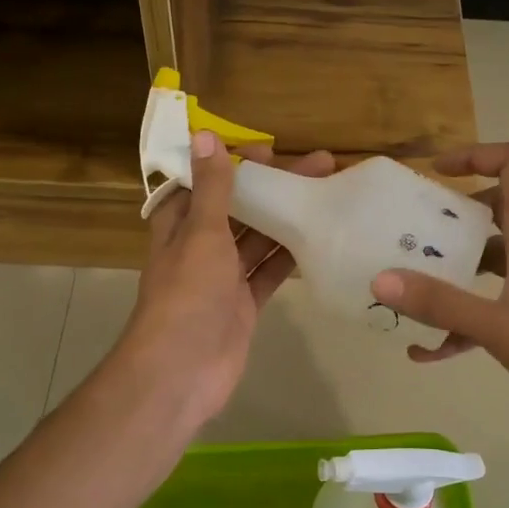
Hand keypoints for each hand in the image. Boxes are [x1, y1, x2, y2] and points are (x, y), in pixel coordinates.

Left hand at [117, 131, 334, 430]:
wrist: (182, 371)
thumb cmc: (187, 295)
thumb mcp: (201, 234)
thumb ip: (212, 189)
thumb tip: (206, 136)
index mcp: (180, 226)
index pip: (207, 183)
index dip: (234, 164)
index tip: (271, 150)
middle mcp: (200, 248)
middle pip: (240, 209)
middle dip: (273, 188)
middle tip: (320, 166)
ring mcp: (223, 279)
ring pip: (258, 240)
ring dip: (286, 219)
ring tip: (327, 195)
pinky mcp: (243, 305)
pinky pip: (269, 274)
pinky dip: (289, 259)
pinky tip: (319, 240)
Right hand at [370, 142, 508, 433]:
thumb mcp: (498, 327)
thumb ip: (440, 304)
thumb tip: (381, 280)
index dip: (477, 154)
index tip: (437, 172)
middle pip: (497, 206)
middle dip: (453, 215)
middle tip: (413, 231)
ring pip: (493, 254)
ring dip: (455, 266)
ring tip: (411, 285)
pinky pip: (495, 298)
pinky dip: (464, 315)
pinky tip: (429, 351)